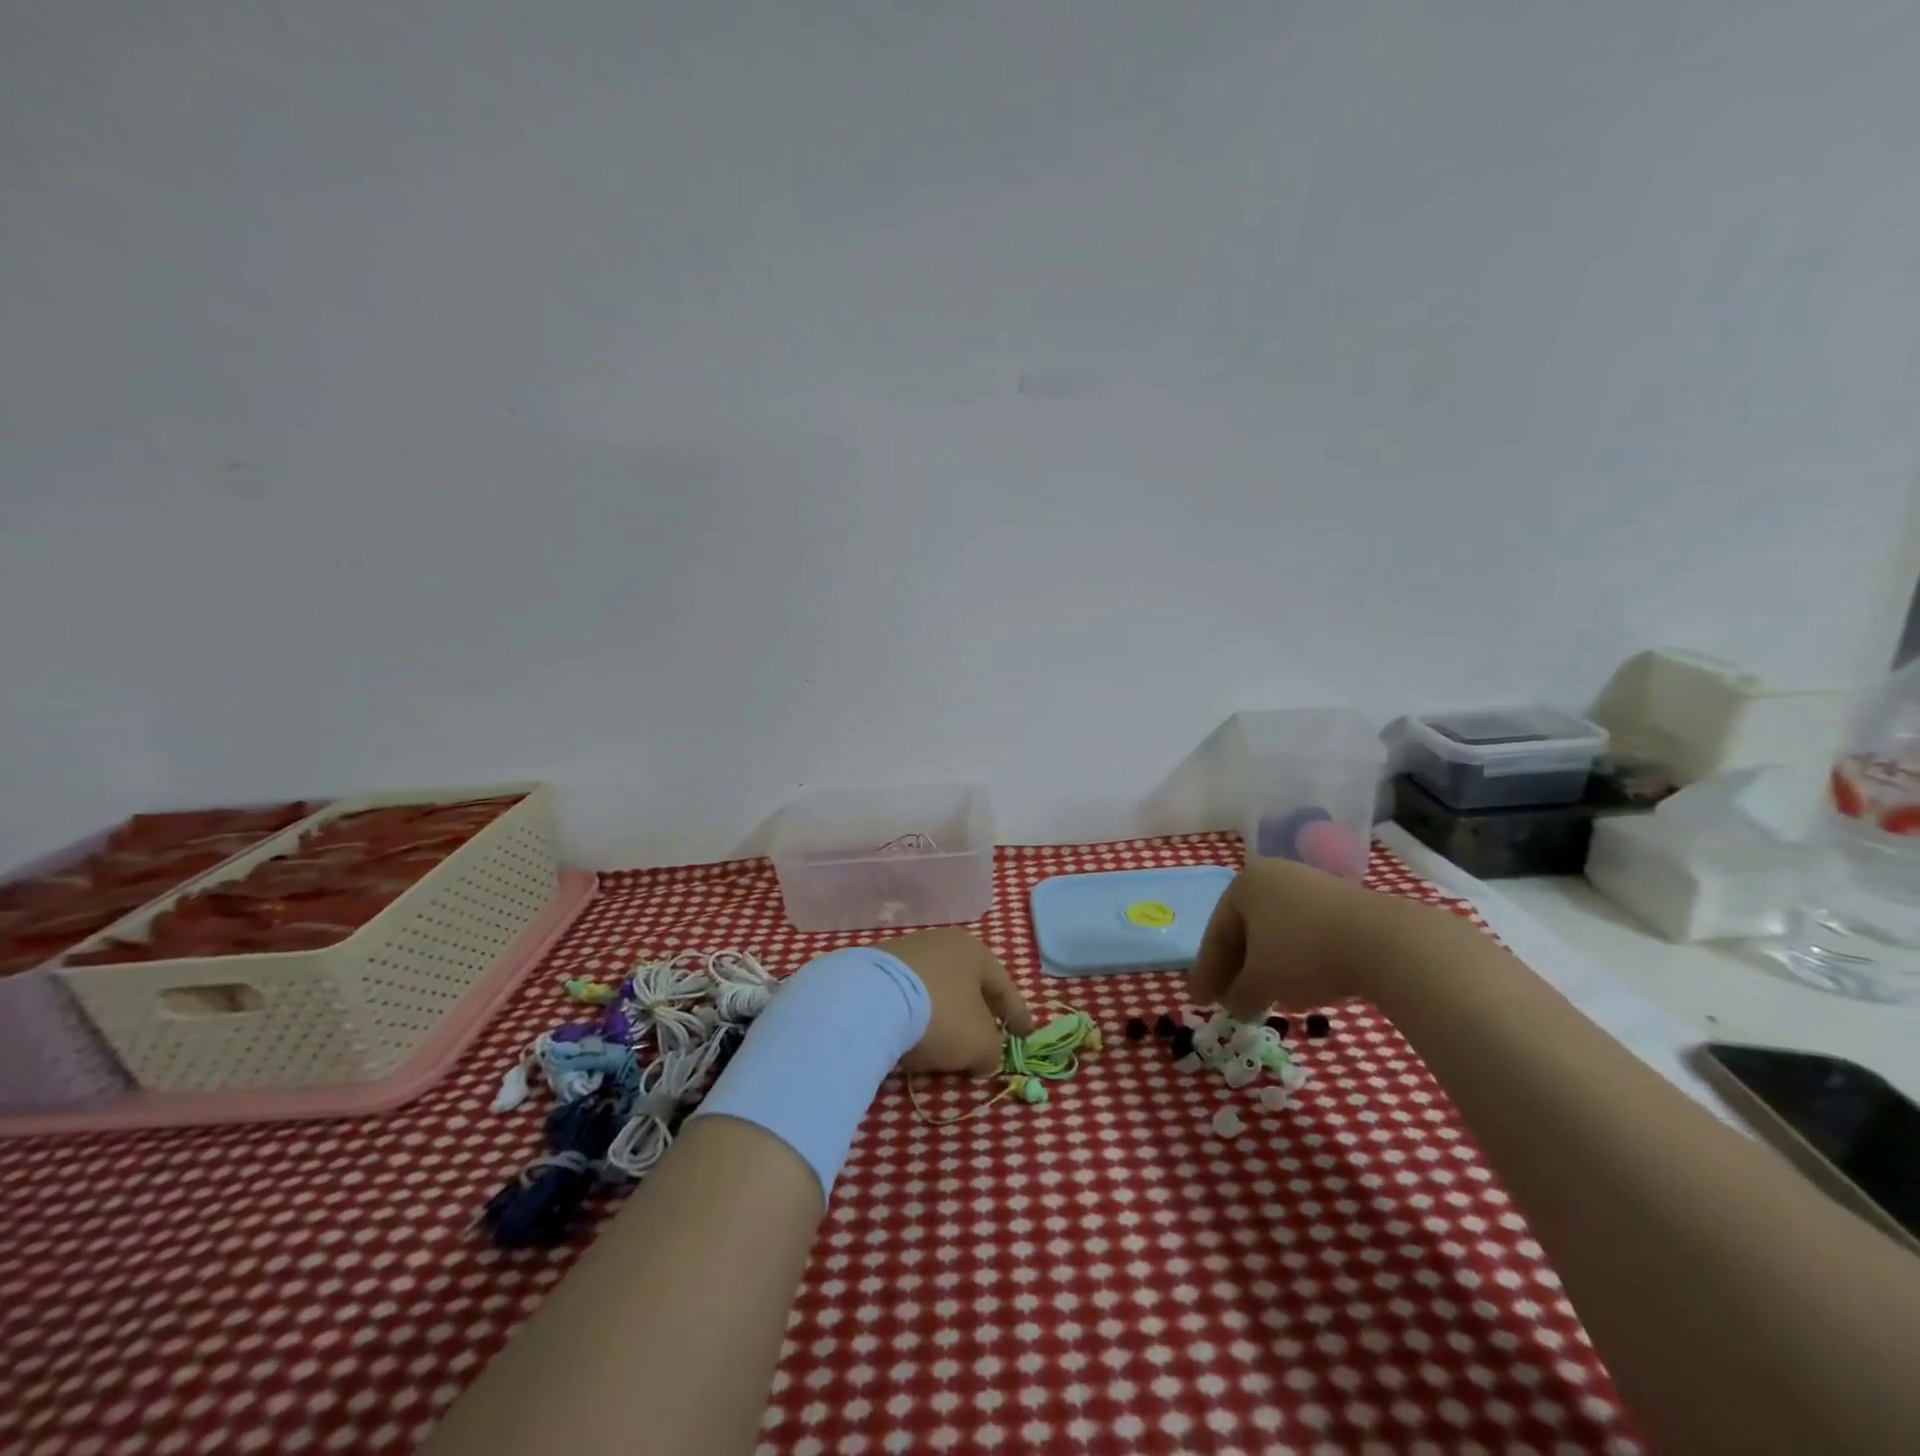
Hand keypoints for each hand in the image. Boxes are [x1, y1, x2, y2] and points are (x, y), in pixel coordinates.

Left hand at [881, 929, 1033, 1076]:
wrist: (870, 1001)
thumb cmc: (941, 1015)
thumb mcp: (980, 1043)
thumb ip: (992, 1051)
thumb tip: (986, 1057)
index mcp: (974, 951)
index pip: (1003, 985)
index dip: (1017, 1013)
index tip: (1026, 1033)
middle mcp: (941, 943)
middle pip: (967, 983)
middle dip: (978, 1012)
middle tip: (986, 1037)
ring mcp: (905, 952)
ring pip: (935, 988)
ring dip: (944, 1014)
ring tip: (945, 1043)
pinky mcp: (875, 969)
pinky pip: (906, 996)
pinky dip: (915, 1015)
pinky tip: (911, 1036)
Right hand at [1189, 857, 1421, 1019]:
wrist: (1386, 943)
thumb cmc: (1304, 953)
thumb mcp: (1261, 981)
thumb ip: (1239, 995)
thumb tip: (1234, 1007)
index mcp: (1244, 884)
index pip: (1216, 933)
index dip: (1207, 972)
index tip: (1200, 1002)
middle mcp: (1273, 876)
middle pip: (1245, 931)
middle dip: (1237, 969)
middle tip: (1229, 1001)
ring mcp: (1311, 886)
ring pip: (1276, 933)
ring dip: (1267, 967)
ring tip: (1266, 998)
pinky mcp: (1344, 903)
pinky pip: (1306, 934)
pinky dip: (1296, 961)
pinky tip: (1302, 986)